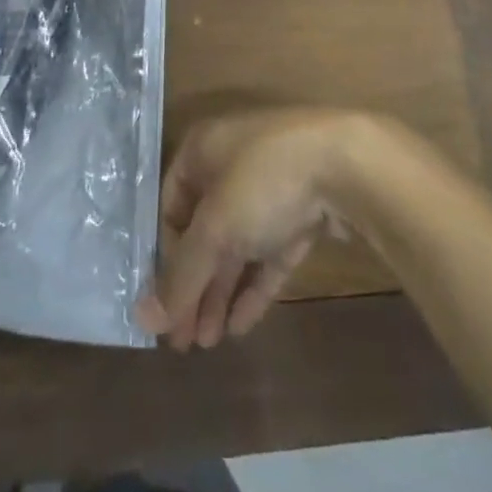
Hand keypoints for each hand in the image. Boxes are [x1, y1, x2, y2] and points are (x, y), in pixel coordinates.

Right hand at [137, 107, 385, 350]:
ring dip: (220, 291)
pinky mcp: (300, 212)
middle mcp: (230, 164)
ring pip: (236, 245)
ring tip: (209, 342)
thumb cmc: (263, 181)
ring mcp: (268, 188)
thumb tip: (143, 319)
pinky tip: (240, 326)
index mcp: (201, 150)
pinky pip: (268, 253)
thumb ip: (181, 275)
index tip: (162, 307)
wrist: (347, 164)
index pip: (169, 207)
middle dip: (194, 284)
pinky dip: (253, 286)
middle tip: (184, 340)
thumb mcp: (215, 228)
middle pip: (203, 231)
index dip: (163, 257)